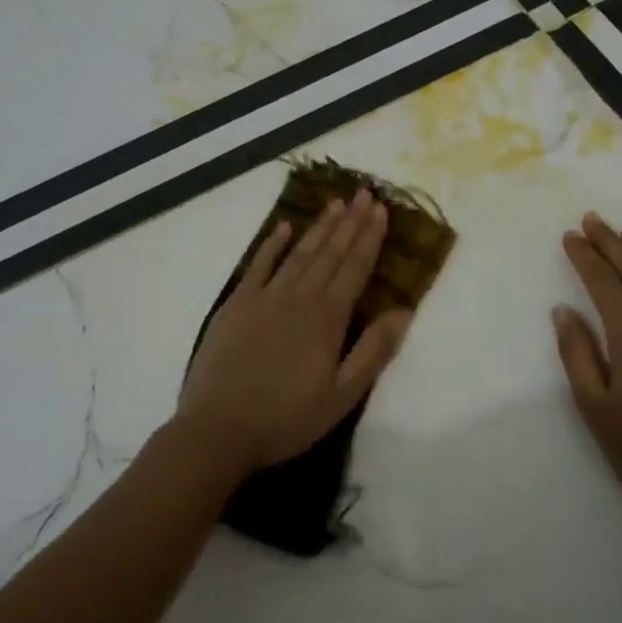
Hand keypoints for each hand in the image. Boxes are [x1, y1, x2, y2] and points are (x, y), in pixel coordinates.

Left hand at [178, 190, 411, 478]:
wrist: (218, 429)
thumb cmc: (287, 418)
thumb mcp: (342, 396)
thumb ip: (373, 351)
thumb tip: (402, 311)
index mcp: (327, 319)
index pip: (354, 268)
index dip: (369, 238)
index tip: (381, 210)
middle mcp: (298, 298)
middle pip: (329, 253)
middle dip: (350, 222)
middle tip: (364, 193)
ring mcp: (263, 298)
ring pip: (298, 254)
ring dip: (319, 227)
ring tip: (335, 204)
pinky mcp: (235, 305)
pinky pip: (258, 265)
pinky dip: (271, 244)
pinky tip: (283, 227)